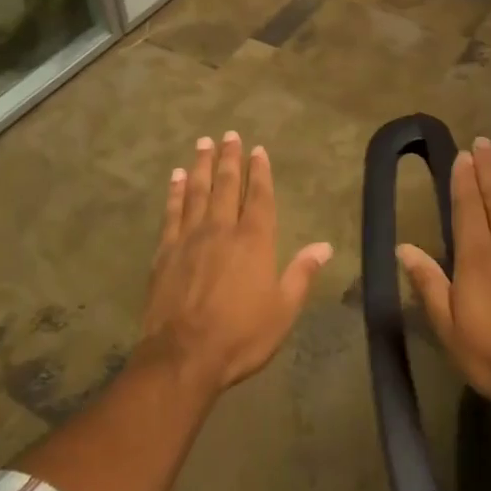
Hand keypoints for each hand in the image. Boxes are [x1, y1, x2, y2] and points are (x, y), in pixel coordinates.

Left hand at [140, 131, 332, 395]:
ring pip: (197, 191)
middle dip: (229, 158)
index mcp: (254, 240)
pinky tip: (175, 177)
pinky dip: (174, 192)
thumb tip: (324, 246)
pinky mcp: (165, 251)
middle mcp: (222, 229)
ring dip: (201, 165)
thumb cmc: (240, 336)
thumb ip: (301, 274)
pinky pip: (171, 212)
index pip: (259, 196)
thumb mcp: (283, 310)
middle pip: (226, 185)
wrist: (183, 356)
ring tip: (203, 143)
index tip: (258, 150)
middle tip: (228, 134)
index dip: (259, 171)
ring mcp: (190, 237)